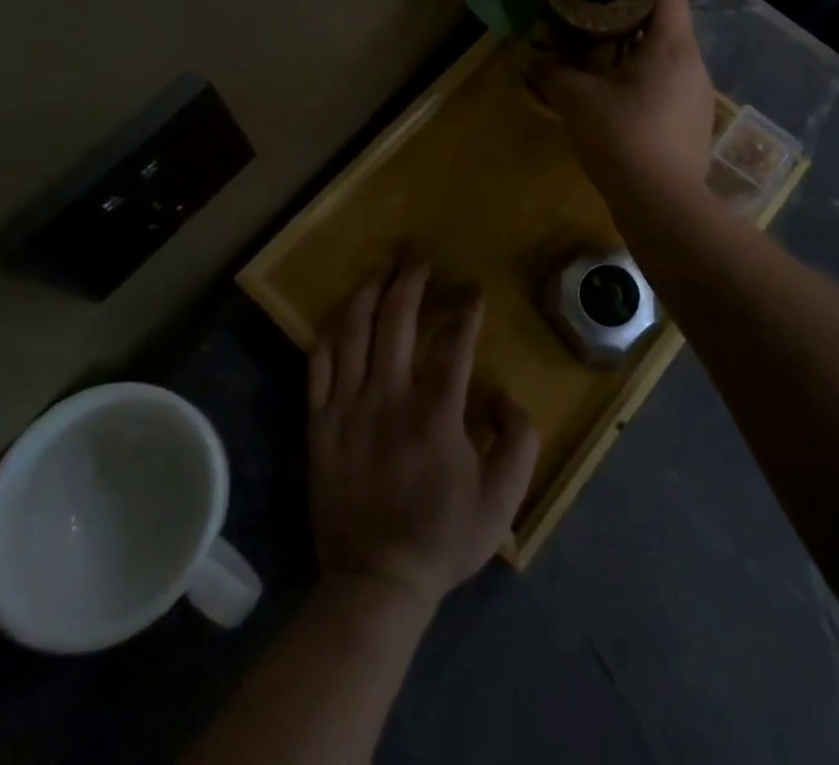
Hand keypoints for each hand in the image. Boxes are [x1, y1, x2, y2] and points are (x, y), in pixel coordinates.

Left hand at [308, 263, 539, 613]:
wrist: (374, 584)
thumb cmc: (442, 538)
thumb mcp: (503, 499)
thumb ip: (519, 440)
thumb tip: (504, 395)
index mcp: (436, 412)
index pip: (453, 342)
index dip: (466, 310)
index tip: (473, 291)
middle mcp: (389, 397)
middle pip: (396, 319)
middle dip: (410, 279)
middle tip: (419, 253)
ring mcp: (348, 408)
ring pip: (354, 332)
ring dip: (369, 292)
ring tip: (382, 266)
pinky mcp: (320, 424)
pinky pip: (319, 366)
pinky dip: (330, 334)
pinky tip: (342, 316)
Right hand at [536, 0, 715, 203]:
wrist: (662, 204)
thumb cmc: (622, 138)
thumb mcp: (577, 101)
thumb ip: (552, 72)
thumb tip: (531, 57)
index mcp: (672, 46)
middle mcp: (694, 64)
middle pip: (667, 25)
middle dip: (630, 22)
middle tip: (593, 28)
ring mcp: (700, 96)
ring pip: (669, 59)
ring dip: (638, 57)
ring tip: (602, 67)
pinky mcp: (696, 124)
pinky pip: (672, 89)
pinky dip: (648, 86)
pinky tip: (621, 106)